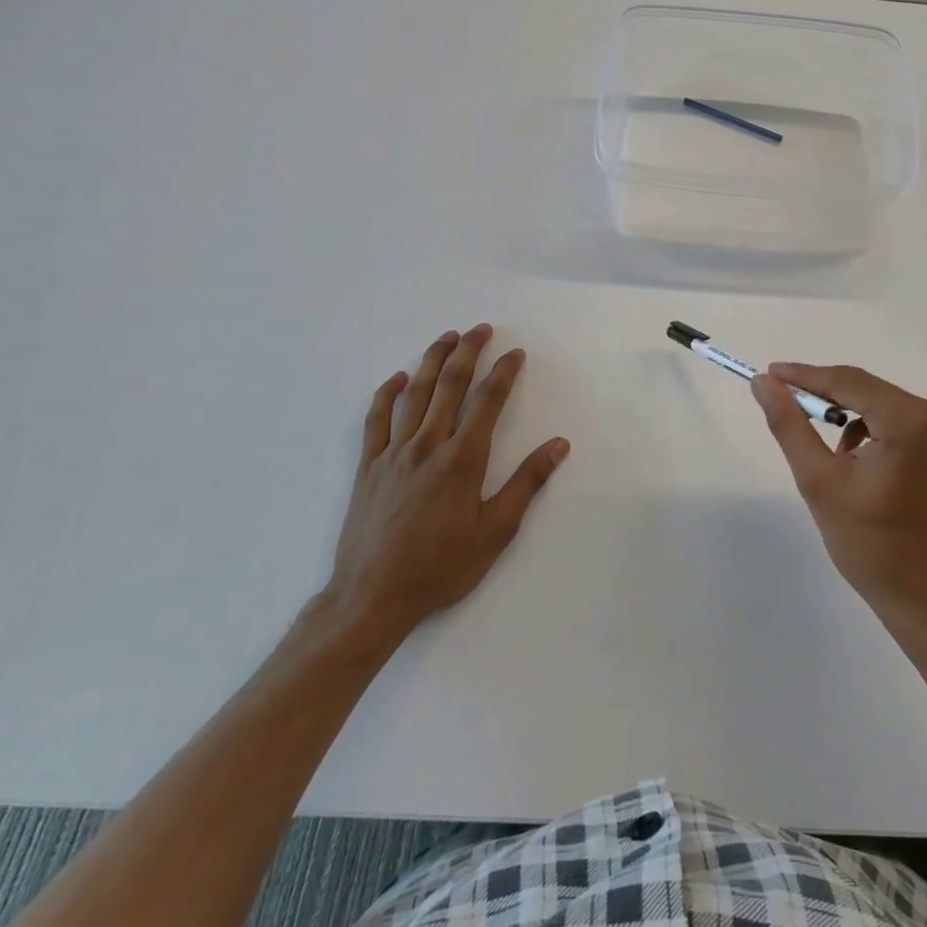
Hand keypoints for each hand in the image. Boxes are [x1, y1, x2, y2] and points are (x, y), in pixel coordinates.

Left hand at [314, 324, 568, 657]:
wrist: (372, 596)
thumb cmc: (441, 567)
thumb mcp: (496, 531)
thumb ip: (527, 483)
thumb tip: (558, 445)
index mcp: (462, 459)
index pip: (487, 402)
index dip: (504, 373)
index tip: (516, 353)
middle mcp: (427, 445)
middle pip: (449, 385)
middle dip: (468, 352)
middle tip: (481, 329)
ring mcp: (393, 453)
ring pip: (414, 394)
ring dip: (431, 361)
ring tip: (446, 337)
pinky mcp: (368, 467)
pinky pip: (376, 420)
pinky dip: (386, 394)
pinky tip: (397, 379)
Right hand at [752, 363, 926, 641]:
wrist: (919, 592)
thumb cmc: (866, 542)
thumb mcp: (817, 480)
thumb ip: (789, 425)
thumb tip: (763, 383)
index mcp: (910, 422)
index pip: (848, 382)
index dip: (804, 376)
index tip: (767, 374)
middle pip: (864, 388)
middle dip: (821, 393)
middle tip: (780, 399)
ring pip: (876, 401)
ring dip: (843, 412)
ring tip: (814, 439)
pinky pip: (893, 417)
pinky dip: (865, 427)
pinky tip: (849, 457)